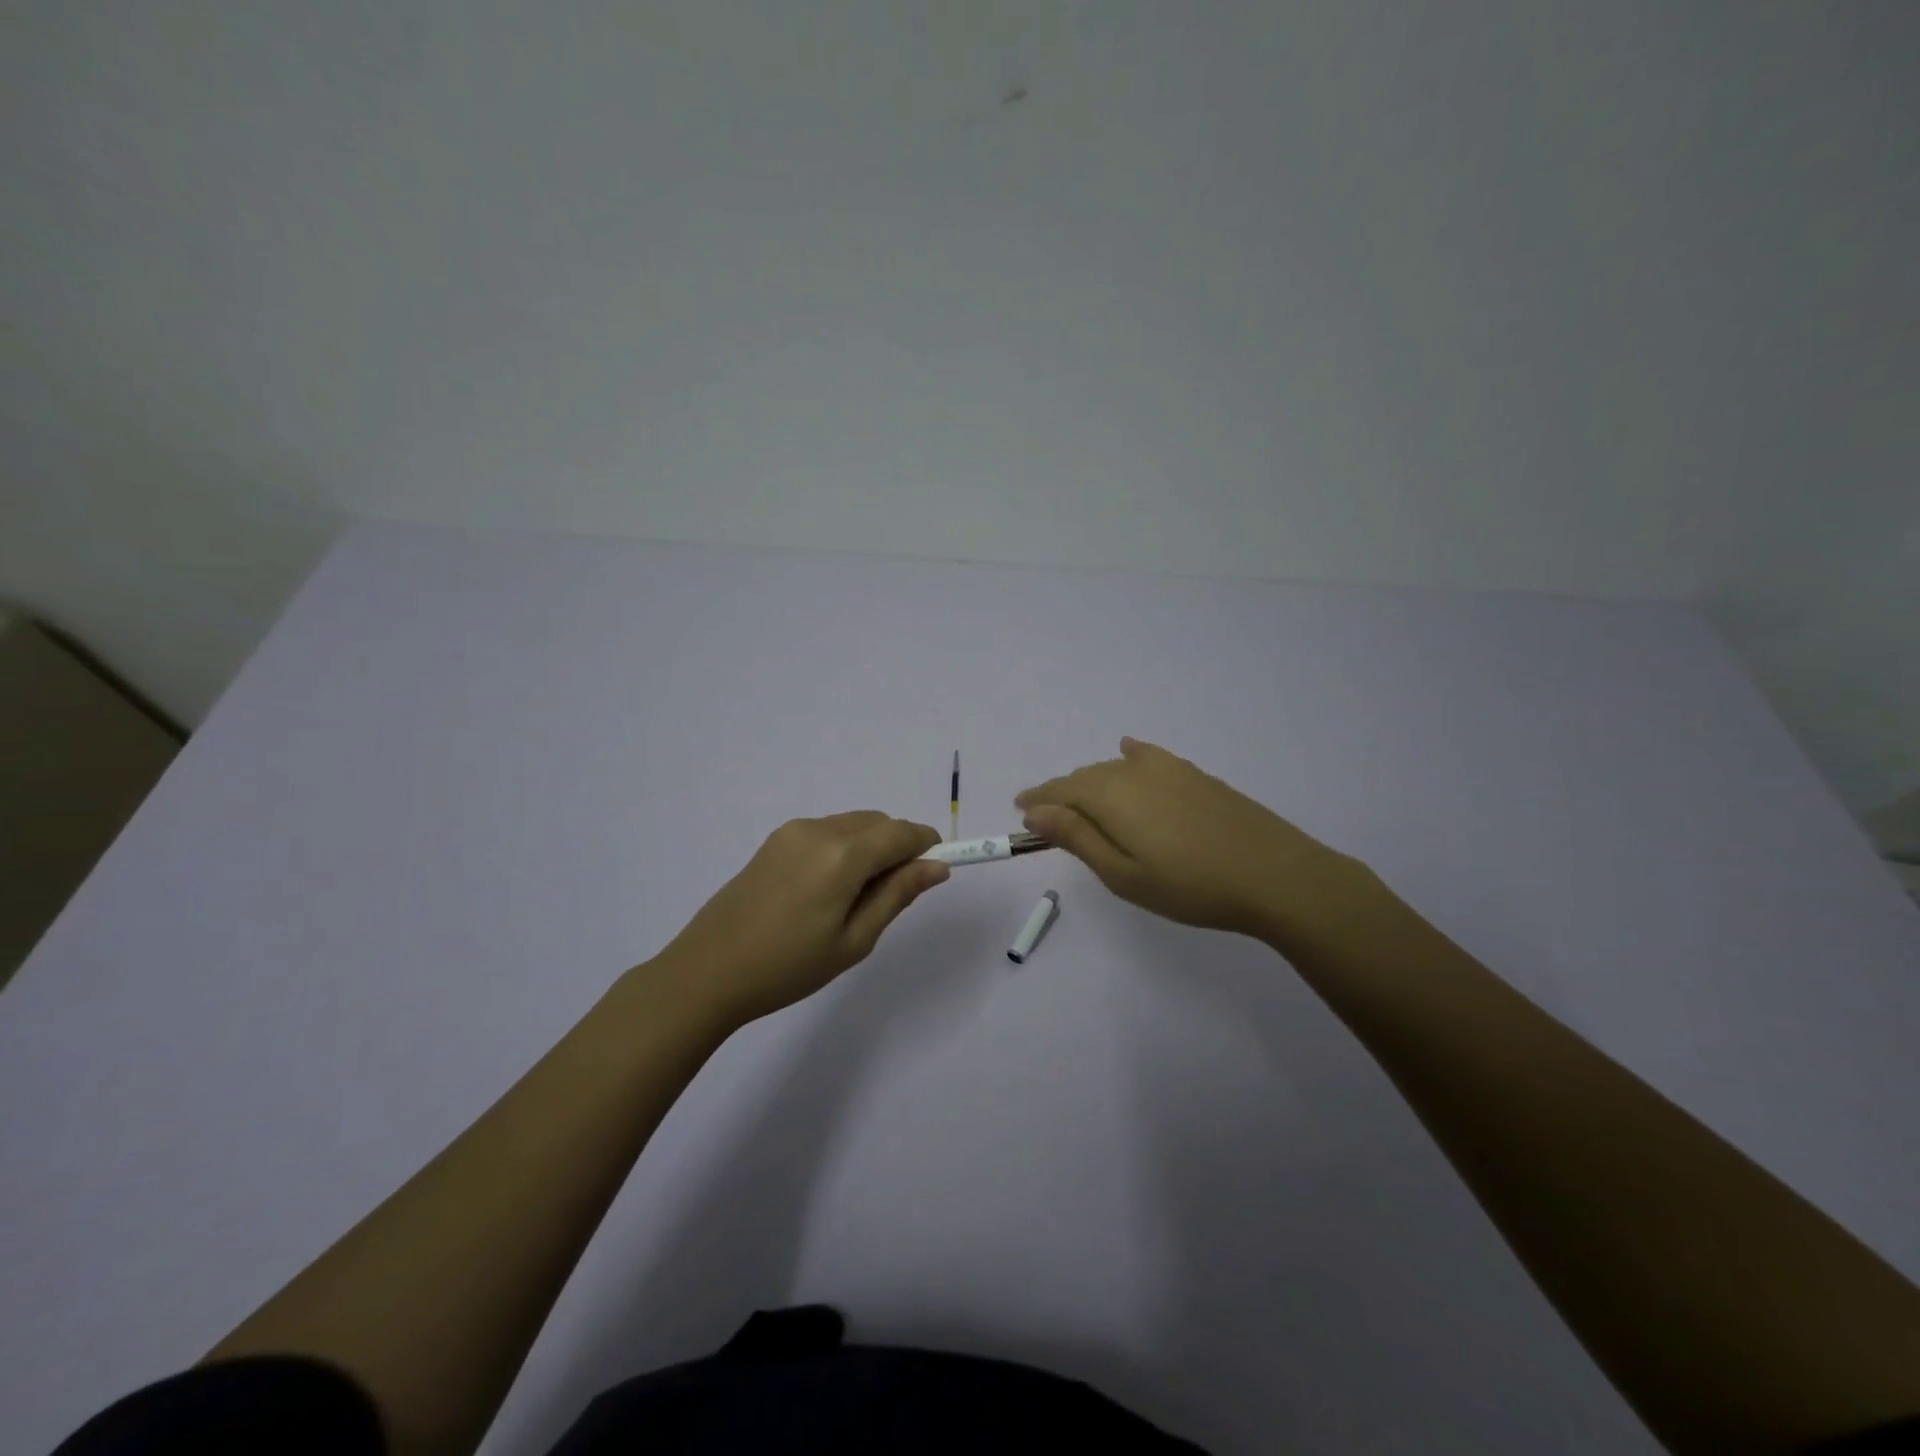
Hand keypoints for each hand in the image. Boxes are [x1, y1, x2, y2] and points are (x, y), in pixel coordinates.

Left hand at [655, 812, 948, 1027]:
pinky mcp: (774, 840)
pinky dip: (844, 848)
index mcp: (843, 854)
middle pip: (878, 822)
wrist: (707, 972)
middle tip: (891, 896)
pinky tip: (826, 890)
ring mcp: (792, 831)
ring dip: (870, 846)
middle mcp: (819, 829)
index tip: (935, 870)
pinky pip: (826, 832)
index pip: (902, 832)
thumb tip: (937, 866)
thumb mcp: (854, 940)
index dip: (926, 845)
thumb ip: (897, 895)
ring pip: (852, 824)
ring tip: (854, 899)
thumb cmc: (788, 967)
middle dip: (898, 847)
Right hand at [1016, 737, 1375, 943]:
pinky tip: (1129, 752)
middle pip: (1085, 777)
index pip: (1059, 791)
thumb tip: (1034, 811)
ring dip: (1093, 782)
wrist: (1275, 874)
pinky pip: (1149, 756)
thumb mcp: (1122, 874)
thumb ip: (1076, 838)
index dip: (1037, 800)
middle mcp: (1133, 771)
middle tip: (1048, 817)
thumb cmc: (1190, 886)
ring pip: (1114, 768)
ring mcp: (1168, 769)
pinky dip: (1130, 756)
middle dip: (1062, 794)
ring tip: (1085, 803)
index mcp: (1109, 796)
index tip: (1020, 810)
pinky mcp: (1195, 774)